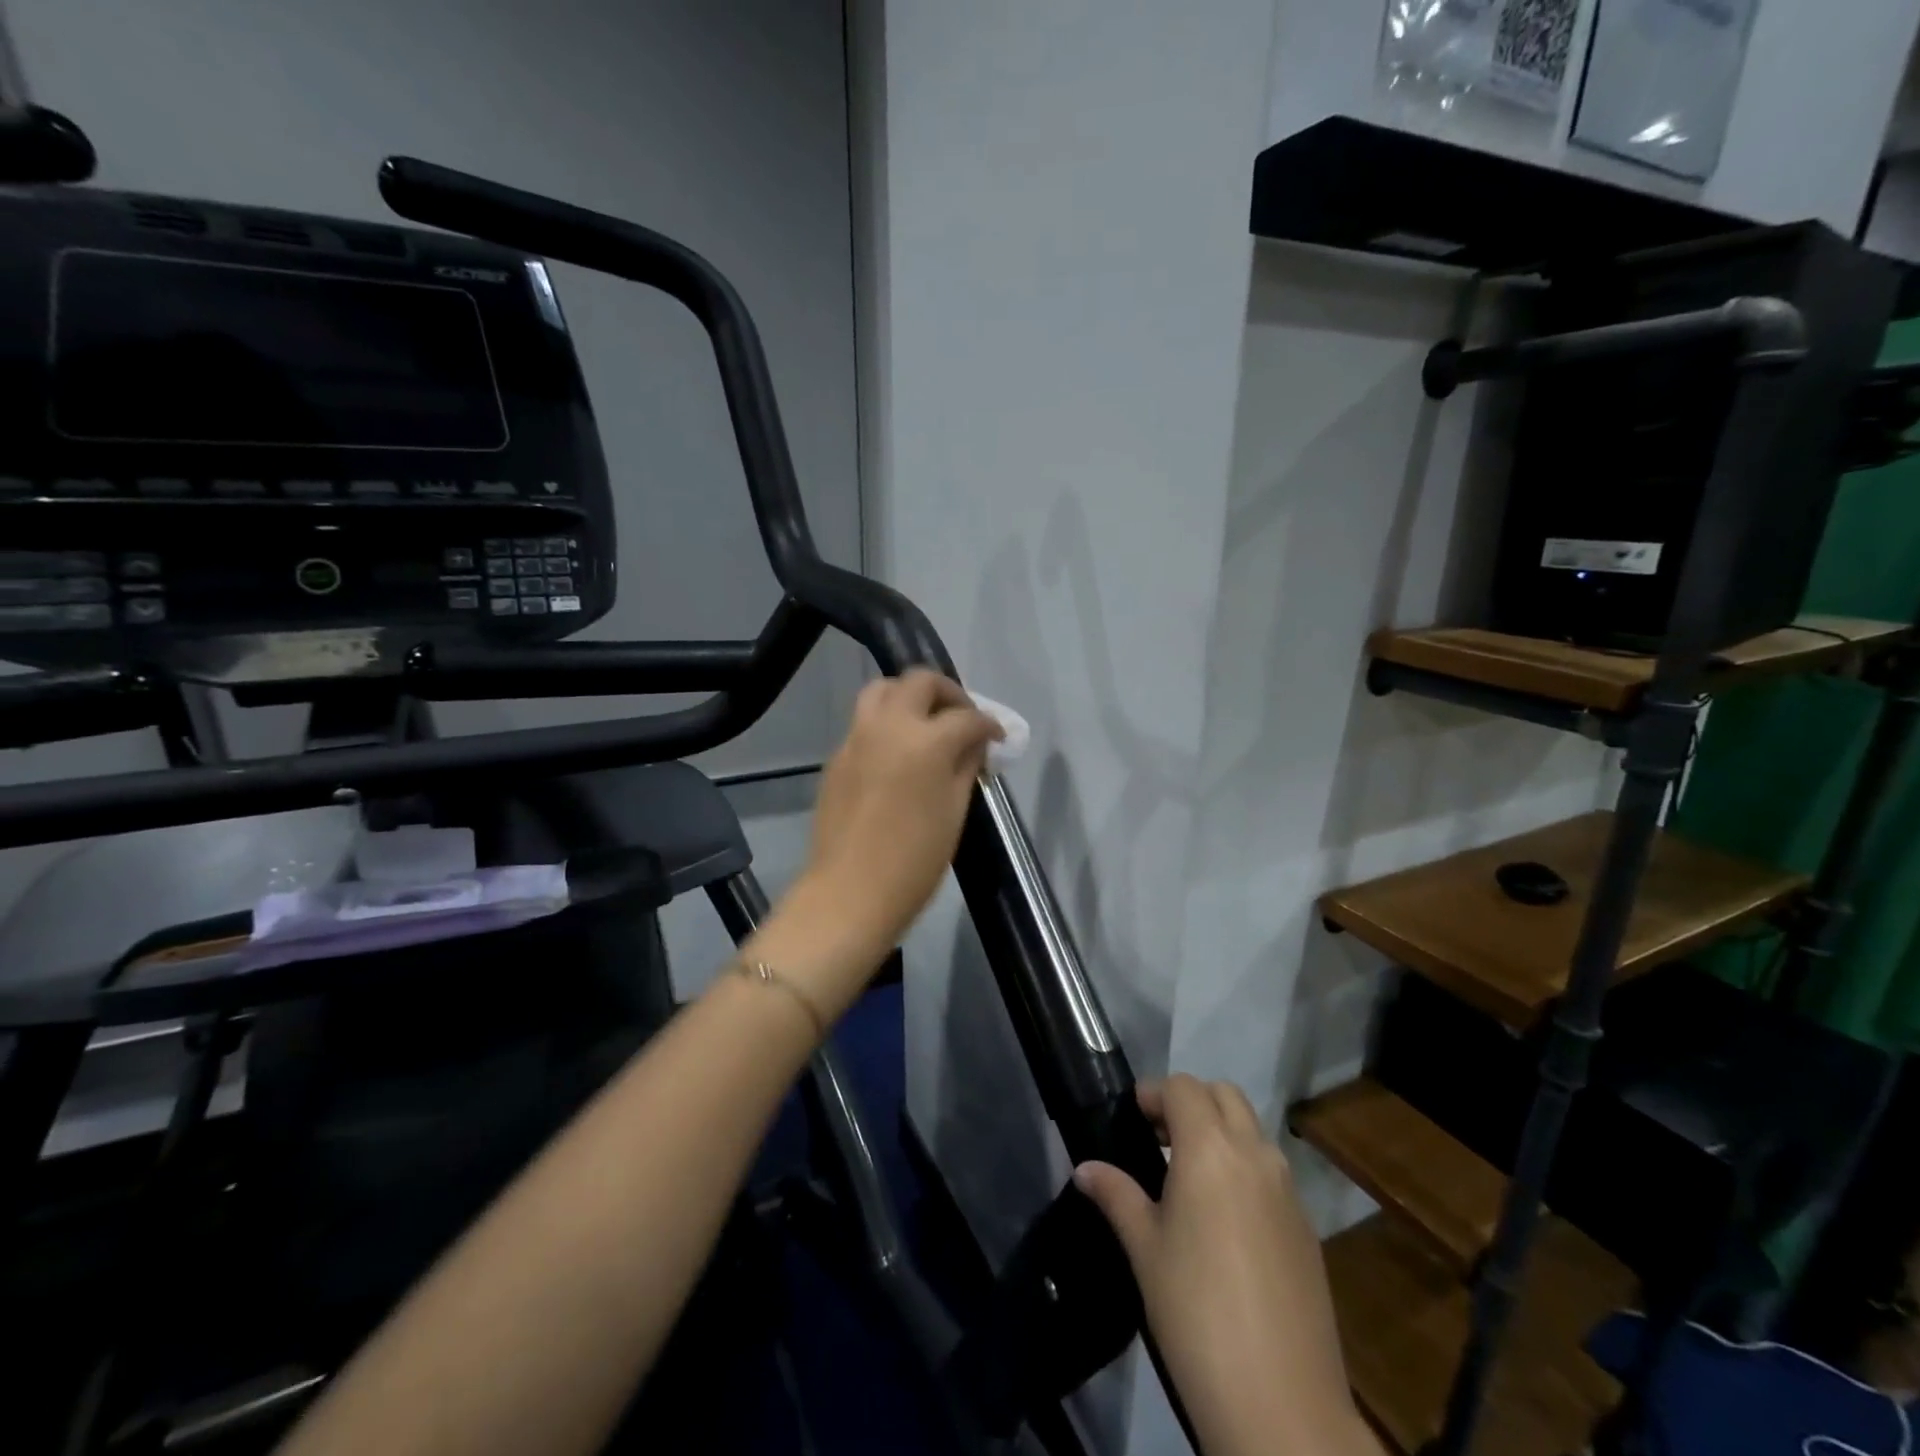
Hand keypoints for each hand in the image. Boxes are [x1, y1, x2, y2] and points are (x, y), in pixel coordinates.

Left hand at [806, 670, 1000, 940]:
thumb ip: (965, 766)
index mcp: (925, 741)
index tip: (998, 738)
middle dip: (948, 692)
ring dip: (909, 696)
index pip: (966, 717)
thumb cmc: (914, 861)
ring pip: (882, 690)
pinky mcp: (836, 757)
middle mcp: (888, 726)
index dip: (989, 725)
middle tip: (962, 717)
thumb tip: (974, 743)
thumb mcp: (954, 812)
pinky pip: (864, 721)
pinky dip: (886, 722)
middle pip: (920, 681)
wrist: (850, 893)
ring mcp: (856, 738)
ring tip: (926, 723)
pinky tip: (898, 753)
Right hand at [1074, 1077, 1380, 1455]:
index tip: (1132, 1117)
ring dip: (1221, 1132)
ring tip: (1189, 1178)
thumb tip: (1085, 1169)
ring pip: (1253, 1130)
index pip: (1183, 1088)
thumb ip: (1116, 1196)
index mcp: (1211, 1149)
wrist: (1281, 1406)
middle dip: (1191, 1102)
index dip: (1154, 1094)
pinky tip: (1225, 1221)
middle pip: (1224, 1095)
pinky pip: (1272, 1172)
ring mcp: (1289, 1191)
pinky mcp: (1307, 1228)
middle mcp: (1255, 1155)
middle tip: (1159, 1138)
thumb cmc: (1195, 1313)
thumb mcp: (1144, 1249)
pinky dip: (1246, 1168)